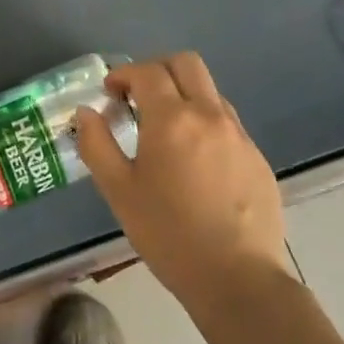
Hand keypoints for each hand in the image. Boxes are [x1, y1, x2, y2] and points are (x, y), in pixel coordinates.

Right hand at [74, 53, 289, 309]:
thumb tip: (86, 113)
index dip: (123, 75)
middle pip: (186, 64)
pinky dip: (205, 124)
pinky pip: (227, 123)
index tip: (110, 94)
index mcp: (172, 119)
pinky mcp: (257, 159)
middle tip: (137, 98)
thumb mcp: (118, 191)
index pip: (147, 72)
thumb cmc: (168, 234)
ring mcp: (239, 136)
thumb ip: (97, 144)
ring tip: (165, 131)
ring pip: (210, 92)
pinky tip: (195, 163)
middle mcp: (210, 115)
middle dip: (157, 70)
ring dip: (184, 95)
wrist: (238, 279)